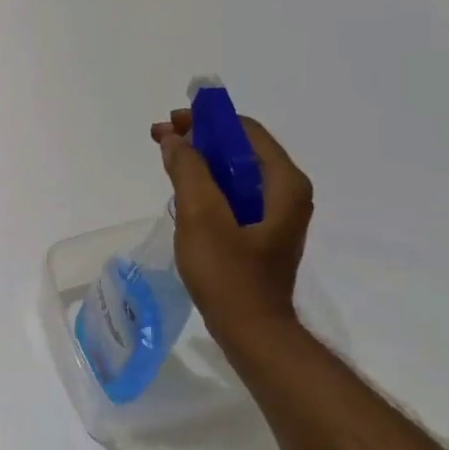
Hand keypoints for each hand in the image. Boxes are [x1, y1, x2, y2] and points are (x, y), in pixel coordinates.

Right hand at [151, 108, 312, 346]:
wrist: (249, 329)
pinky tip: (184, 191)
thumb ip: (188, 170)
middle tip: (161, 138)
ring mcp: (276, 215)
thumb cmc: (228, 272)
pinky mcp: (261, 233)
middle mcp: (287, 193)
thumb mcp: (201, 215)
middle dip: (200, 139)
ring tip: (167, 160)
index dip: (207, 120)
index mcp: (283, 183)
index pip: (246, 131)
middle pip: (241, 149)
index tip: (171, 122)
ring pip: (235, 172)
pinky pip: (234, 195)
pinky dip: (208, 184)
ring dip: (201, 161)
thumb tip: (175, 139)